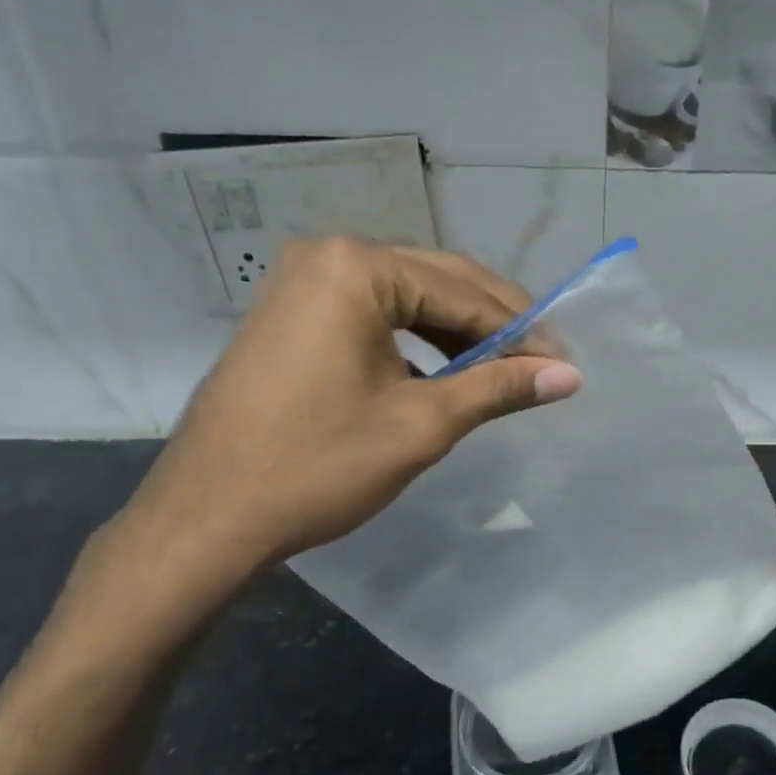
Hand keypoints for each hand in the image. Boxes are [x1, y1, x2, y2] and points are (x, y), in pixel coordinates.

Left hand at [89, 237, 579, 626]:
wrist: (205, 520)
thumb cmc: (317, 466)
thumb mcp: (421, 424)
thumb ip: (498, 388)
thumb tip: (569, 376)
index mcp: (357, 267)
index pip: (463, 292)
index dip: (521, 330)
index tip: (563, 365)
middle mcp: (328, 254)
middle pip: (437, 280)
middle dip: (493, 323)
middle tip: (542, 364)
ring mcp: (303, 281)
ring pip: (407, 295)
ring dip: (457, 330)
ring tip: (501, 370)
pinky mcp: (292, 311)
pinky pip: (373, 311)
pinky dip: (416, 338)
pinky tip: (444, 370)